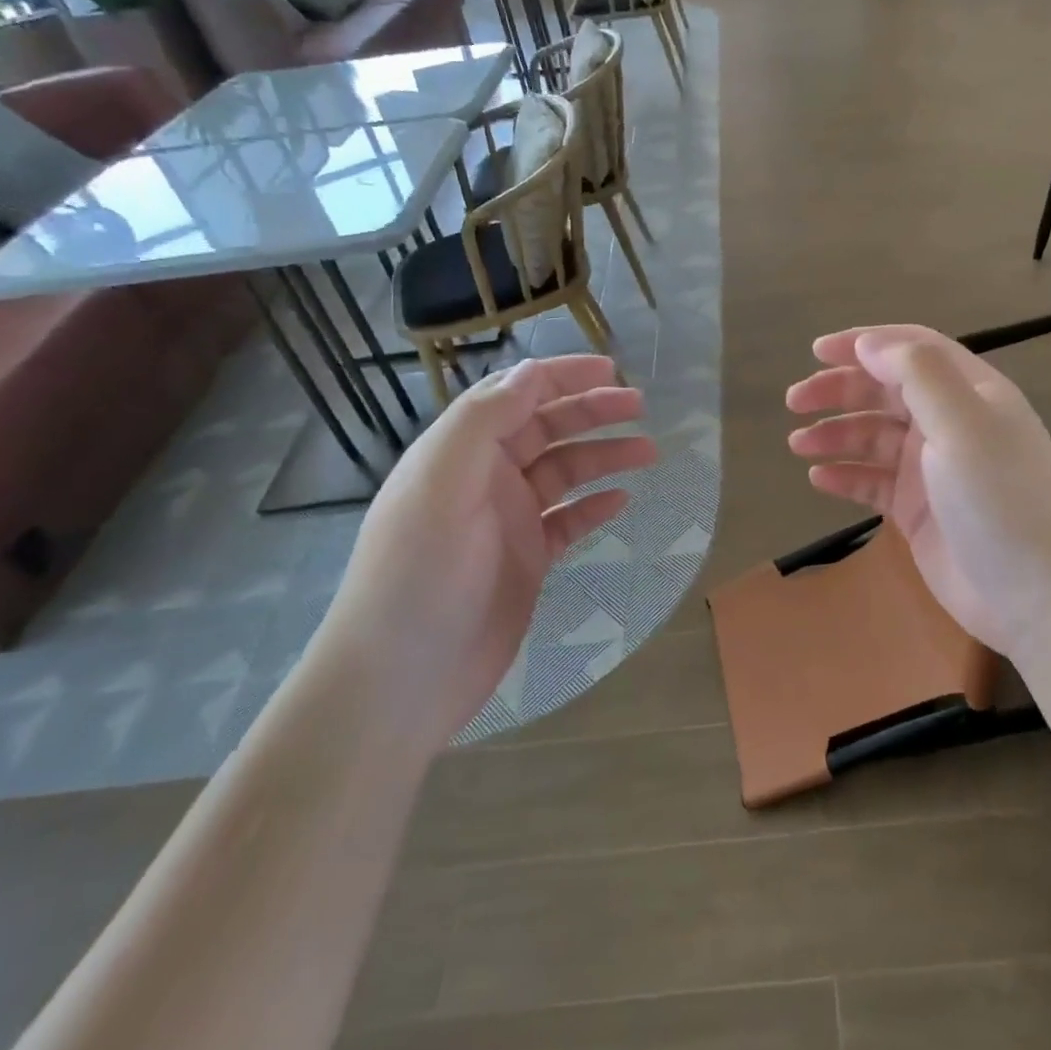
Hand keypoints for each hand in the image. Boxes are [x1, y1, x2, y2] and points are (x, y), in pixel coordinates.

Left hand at [314, 355, 655, 745]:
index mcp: (460, 452)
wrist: (402, 679)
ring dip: (604, 456)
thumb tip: (529, 372)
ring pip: (564, 473)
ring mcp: (507, 521)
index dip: (560, 376)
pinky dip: (595, 507)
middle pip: (546, 429)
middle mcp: (484, 478)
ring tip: (648, 451)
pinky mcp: (526, 560)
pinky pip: (568, 521)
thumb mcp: (441, 485)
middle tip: (639, 406)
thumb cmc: (418, 574)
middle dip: (591, 411)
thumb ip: (483, 422)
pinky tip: (623, 500)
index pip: (514, 395)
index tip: (609, 369)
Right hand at [786, 326, 1050, 659]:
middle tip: (794, 401)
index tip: (816, 351)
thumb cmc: (999, 500)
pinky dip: (846, 475)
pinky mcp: (918, 511)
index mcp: (971, 393)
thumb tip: (868, 343)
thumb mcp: (962, 425)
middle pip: (886, 392)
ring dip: (836, 434)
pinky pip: (874, 483)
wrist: (1035, 595)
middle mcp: (951, 424)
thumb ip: (917, 375)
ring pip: (874, 438)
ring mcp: (933, 470)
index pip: (912, 350)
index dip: (864, 344)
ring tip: (797, 444)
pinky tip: (819, 478)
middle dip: (839, 391)